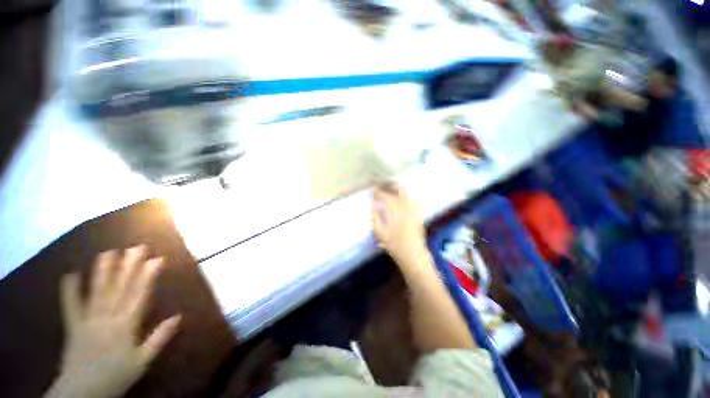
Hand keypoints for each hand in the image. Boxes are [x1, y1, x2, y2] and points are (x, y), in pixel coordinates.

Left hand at [46, 246, 180, 397]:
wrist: (82, 392)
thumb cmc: (116, 376)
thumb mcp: (143, 361)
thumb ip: (159, 338)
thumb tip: (179, 316)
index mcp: (126, 325)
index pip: (139, 294)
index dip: (148, 275)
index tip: (156, 259)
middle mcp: (107, 317)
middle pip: (119, 288)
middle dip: (129, 266)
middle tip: (136, 248)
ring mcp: (87, 320)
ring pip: (97, 292)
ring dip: (103, 272)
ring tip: (108, 253)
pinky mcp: (73, 326)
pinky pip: (70, 306)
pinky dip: (69, 290)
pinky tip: (69, 274)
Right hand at [371, 185, 429, 268]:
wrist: (413, 254)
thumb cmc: (394, 245)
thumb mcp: (380, 233)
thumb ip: (375, 218)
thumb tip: (373, 207)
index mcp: (395, 212)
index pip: (387, 197)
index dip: (379, 193)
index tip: (374, 191)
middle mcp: (406, 208)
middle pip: (401, 191)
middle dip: (393, 186)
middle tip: (385, 187)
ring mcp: (414, 210)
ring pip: (408, 195)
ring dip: (399, 191)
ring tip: (392, 193)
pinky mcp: (418, 215)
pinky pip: (414, 202)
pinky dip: (406, 199)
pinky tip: (401, 202)